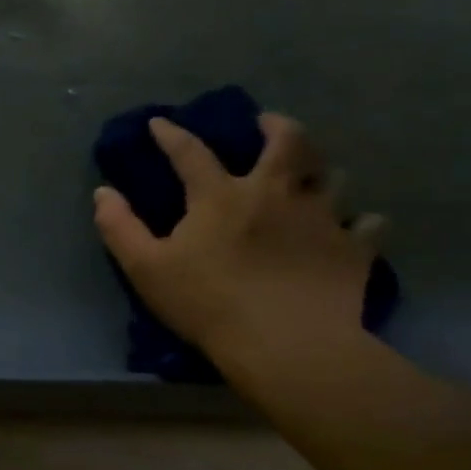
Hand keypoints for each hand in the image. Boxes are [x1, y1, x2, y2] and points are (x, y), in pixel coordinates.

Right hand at [92, 113, 380, 363]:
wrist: (287, 346)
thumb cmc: (207, 303)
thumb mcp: (145, 267)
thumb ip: (119, 226)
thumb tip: (103, 192)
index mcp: (221, 196)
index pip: (191, 151)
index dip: (171, 134)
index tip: (159, 123)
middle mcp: (275, 194)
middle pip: (287, 142)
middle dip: (275, 125)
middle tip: (267, 124)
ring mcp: (321, 219)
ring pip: (331, 176)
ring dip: (318, 170)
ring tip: (309, 175)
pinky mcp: (353, 250)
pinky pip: (367, 225)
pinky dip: (360, 221)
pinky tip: (354, 226)